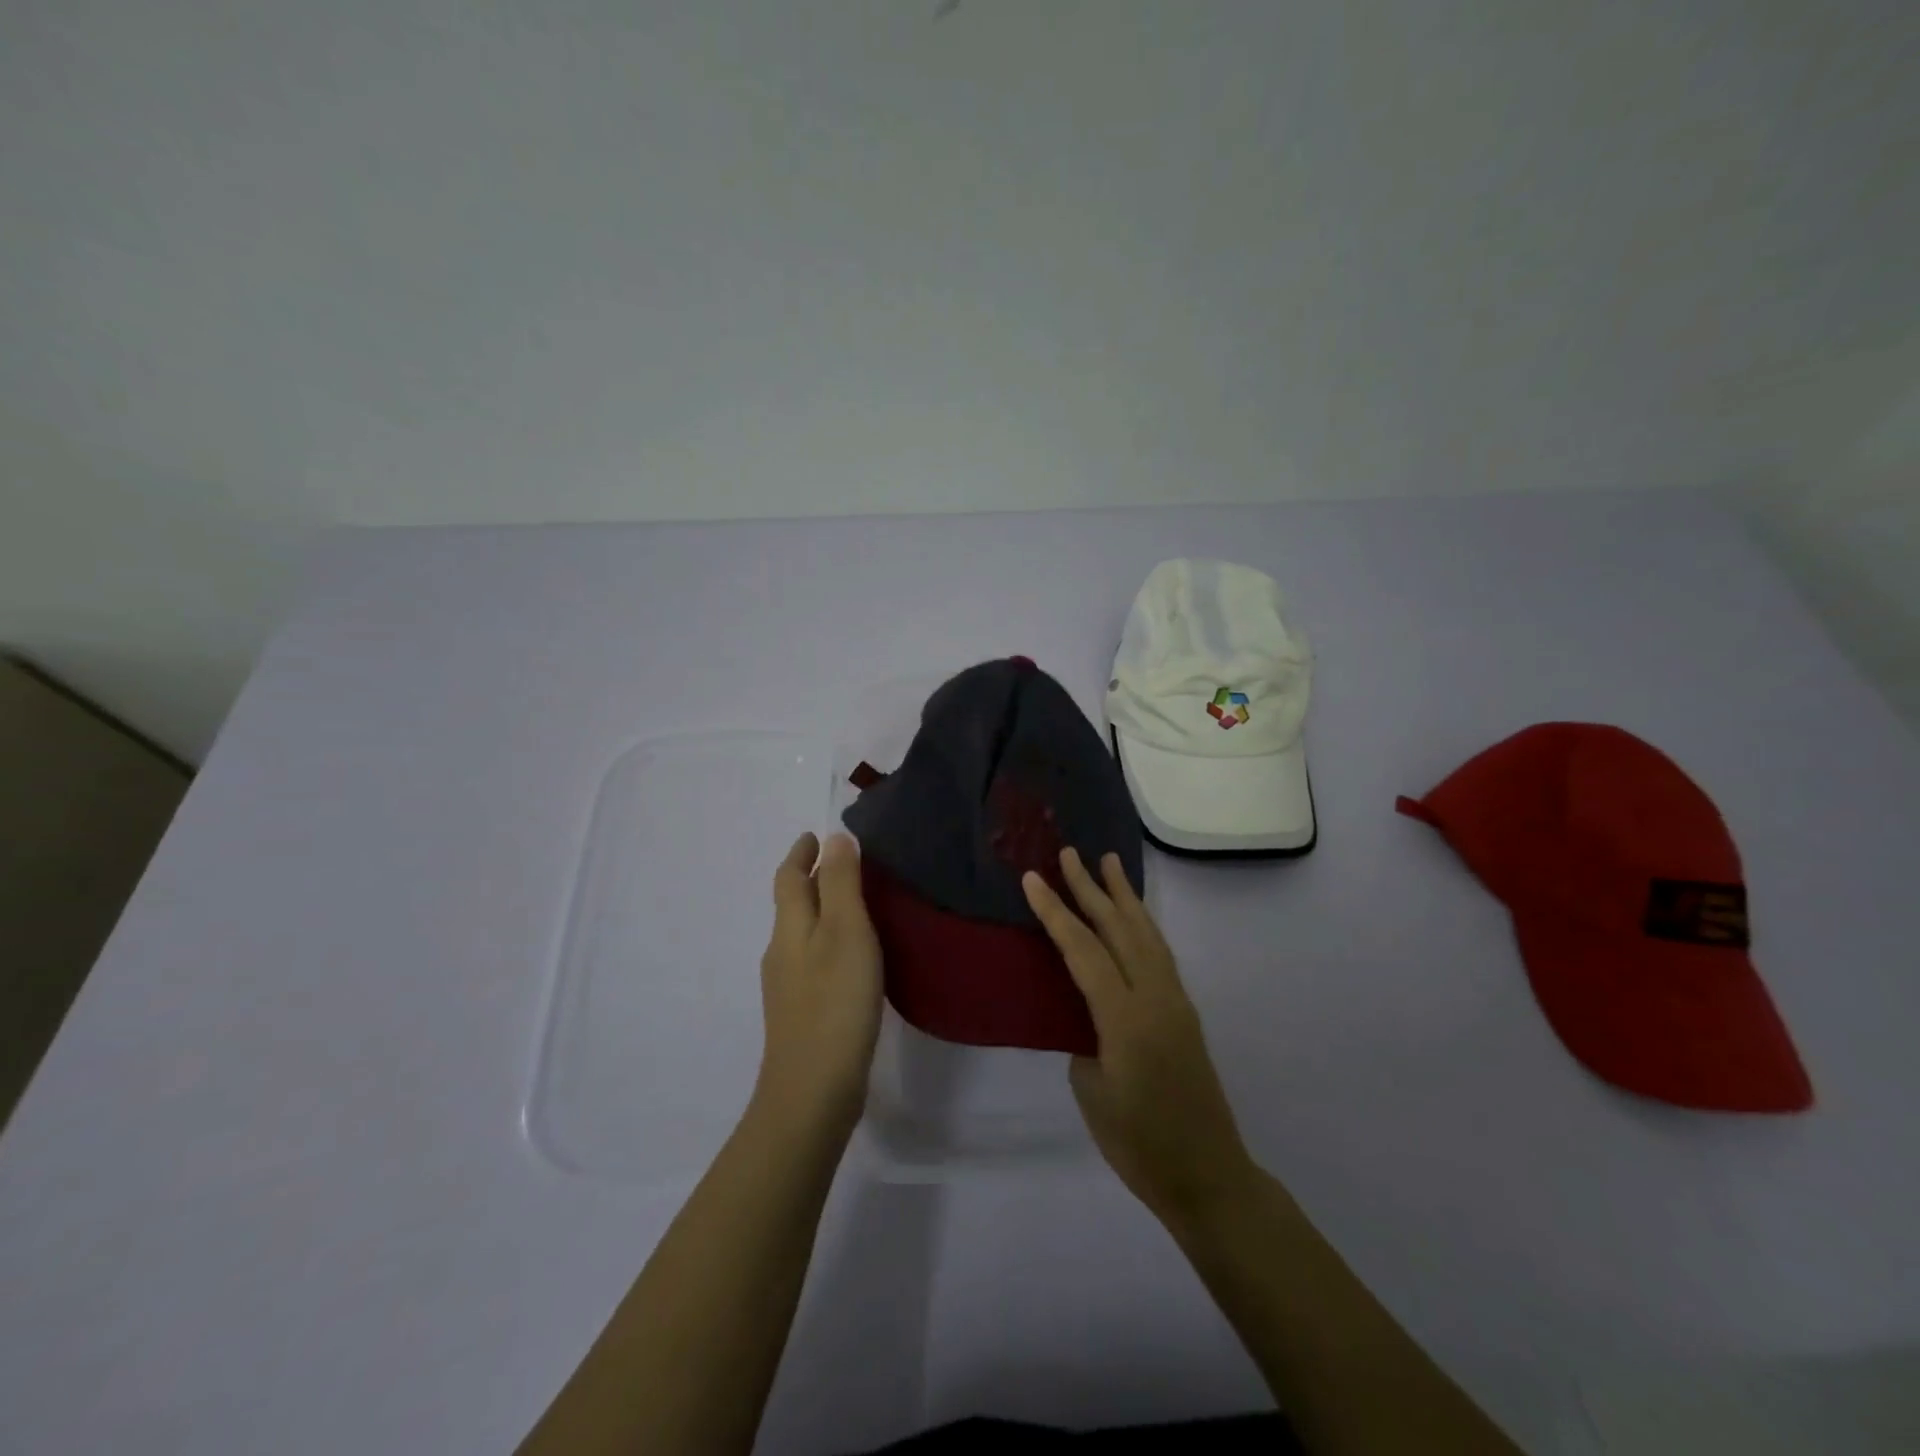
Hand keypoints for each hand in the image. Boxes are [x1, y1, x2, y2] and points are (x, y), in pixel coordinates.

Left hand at [756, 832, 883, 1136]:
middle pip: (792, 904)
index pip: (789, 878)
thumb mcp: (845, 932)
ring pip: (803, 933)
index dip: (800, 853)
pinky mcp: (802, 1013)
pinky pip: (813, 960)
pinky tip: (854, 957)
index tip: (814, 835)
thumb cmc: (834, 1002)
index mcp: (789, 927)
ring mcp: (788, 987)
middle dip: (812, 879)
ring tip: (856, 903)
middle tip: (845, 863)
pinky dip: (829, 941)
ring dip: (822, 910)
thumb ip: (841, 883)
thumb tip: (834, 837)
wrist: (812, 1091)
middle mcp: (782, 952)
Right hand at [1023, 848, 1255, 1227]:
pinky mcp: (1185, 1012)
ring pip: (1147, 934)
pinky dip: (1142, 924)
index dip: (1056, 913)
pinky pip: (1159, 953)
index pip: (1084, 951)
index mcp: (1125, 1018)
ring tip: (1110, 863)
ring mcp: (1176, 1001)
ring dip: (1125, 896)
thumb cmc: (1139, 1145)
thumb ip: (1084, 1039)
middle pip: (1120, 929)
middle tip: (1070, 854)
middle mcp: (1155, 997)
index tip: (1033, 879)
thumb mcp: (1093, 1091)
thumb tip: (1085, 1013)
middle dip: (1092, 888)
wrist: (1208, 1175)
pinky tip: (1133, 917)